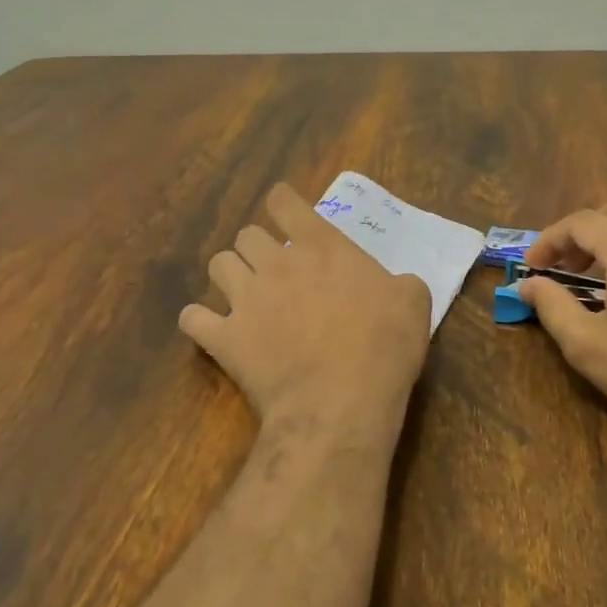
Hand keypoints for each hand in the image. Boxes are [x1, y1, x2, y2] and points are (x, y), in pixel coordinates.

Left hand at [180, 183, 430, 455]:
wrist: (341, 404)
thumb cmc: (383, 347)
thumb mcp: (413, 302)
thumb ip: (399, 282)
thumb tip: (395, 285)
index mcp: (322, 246)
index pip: (285, 202)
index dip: (283, 203)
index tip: (286, 211)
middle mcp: (277, 263)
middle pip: (247, 234)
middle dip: (258, 246)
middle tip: (275, 268)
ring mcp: (246, 299)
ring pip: (218, 265)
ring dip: (230, 274)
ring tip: (244, 294)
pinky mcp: (225, 338)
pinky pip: (193, 318)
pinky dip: (200, 320)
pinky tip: (211, 328)